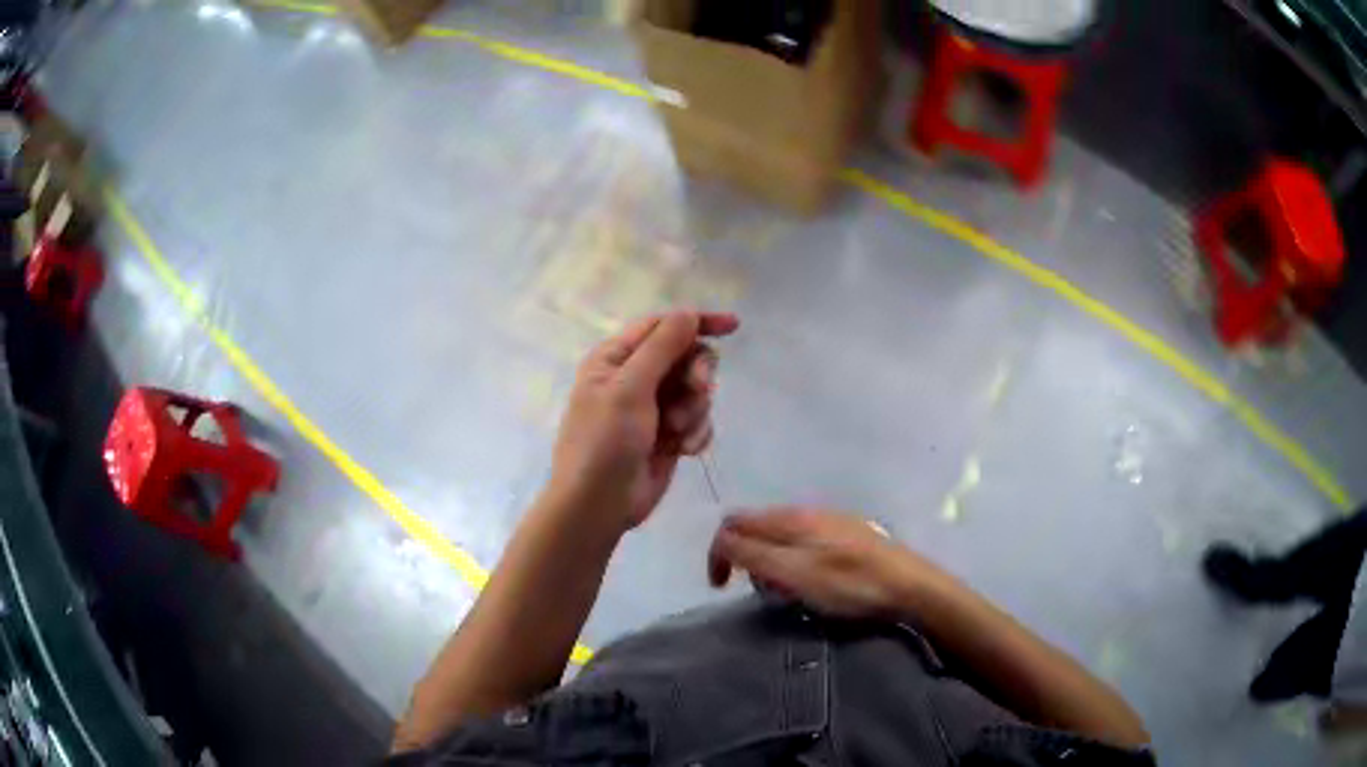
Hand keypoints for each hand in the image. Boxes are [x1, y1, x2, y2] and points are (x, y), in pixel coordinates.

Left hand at [549, 311, 739, 532]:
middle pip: (686, 357)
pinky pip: (698, 420)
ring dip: (694, 409)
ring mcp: (654, 409)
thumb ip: (662, 347)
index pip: (662, 326)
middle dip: (697, 374)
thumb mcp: (629, 388)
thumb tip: (688, 313)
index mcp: (615, 358)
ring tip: (677, 432)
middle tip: (698, 390)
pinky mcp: (669, 436)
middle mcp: (635, 378)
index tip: (733, 326)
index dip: (697, 322)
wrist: (599, 505)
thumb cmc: (604, 441)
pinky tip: (683, 450)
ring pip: (696, 391)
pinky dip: (696, 432)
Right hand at [708, 507, 946, 617]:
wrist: (910, 586)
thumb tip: (722, 541)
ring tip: (791, 594)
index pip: (734, 523)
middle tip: (764, 594)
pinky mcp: (847, 535)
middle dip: (746, 560)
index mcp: (789, 518)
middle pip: (755, 528)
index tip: (721, 588)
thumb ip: (754, 555)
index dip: (717, 554)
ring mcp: (829, 521)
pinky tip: (815, 584)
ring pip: (779, 537)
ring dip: (771, 565)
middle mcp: (806, 511)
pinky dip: (793, 564)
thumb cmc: (849, 584)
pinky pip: (803, 544)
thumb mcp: (794, 574)